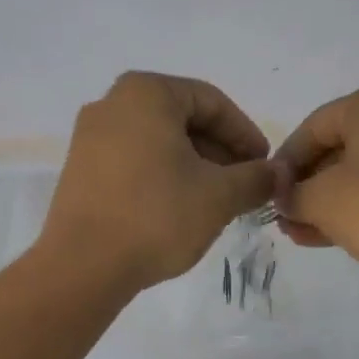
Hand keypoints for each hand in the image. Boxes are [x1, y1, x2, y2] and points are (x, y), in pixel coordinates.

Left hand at [40, 72, 275, 291]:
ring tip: (216, 202)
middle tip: (244, 186)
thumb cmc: (157, 217)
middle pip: (182, 120)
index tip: (265, 167)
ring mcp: (89, 137)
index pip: (213, 103)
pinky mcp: (80, 171)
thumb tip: (278, 173)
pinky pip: (133, 162)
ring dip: (193, 167)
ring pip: (158, 143)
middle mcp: (112, 103)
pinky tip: (179, 209)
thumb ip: (256, 178)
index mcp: (146, 93)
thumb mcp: (219, 196)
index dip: (246, 135)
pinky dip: (162, 177)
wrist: (84, 266)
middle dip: (219, 153)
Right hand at [275, 80, 358, 294]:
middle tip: (286, 217)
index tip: (269, 194)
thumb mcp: (324, 201)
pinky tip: (336, 236)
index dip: (284, 163)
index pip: (312, 127)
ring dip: (330, 203)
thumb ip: (294, 195)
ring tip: (303, 234)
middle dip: (308, 186)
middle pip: (340, 149)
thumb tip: (285, 198)